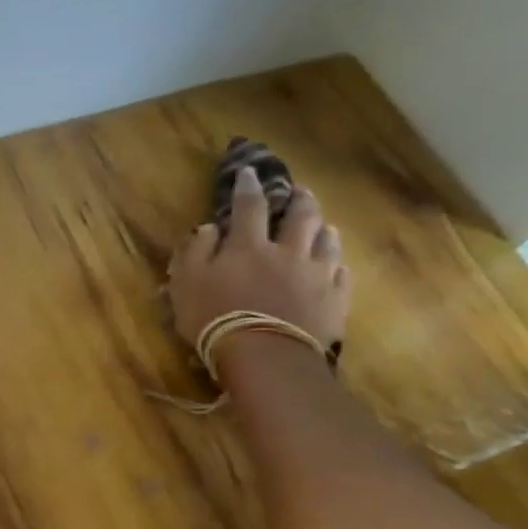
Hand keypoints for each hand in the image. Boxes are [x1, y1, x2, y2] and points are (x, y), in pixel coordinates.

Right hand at [168, 165, 350, 350]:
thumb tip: (209, 228)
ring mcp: (316, 274)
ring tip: (323, 226)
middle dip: (298, 199)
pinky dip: (337, 264)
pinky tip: (335, 265)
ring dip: (322, 228)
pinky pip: (341, 274)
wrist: (265, 356)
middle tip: (300, 190)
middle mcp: (288, 251)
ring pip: (326, 240)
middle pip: (300, 215)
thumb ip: (195, 252)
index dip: (248, 186)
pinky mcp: (335, 299)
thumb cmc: (215, 319)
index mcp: (248, 245)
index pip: (249, 206)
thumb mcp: (186, 284)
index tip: (249, 172)